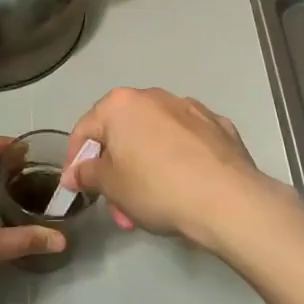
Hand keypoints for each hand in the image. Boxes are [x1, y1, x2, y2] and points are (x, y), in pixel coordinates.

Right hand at [62, 88, 279, 246]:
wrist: (228, 200)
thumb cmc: (157, 188)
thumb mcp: (111, 186)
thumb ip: (87, 174)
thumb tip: (76, 172)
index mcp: (122, 104)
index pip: (85, 128)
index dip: (76, 160)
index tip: (78, 187)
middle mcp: (155, 97)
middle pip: (123, 133)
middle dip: (115, 170)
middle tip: (119, 206)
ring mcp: (192, 109)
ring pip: (155, 138)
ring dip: (145, 167)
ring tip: (150, 205)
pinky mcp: (220, 128)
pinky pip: (187, 143)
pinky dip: (178, 161)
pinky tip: (184, 188)